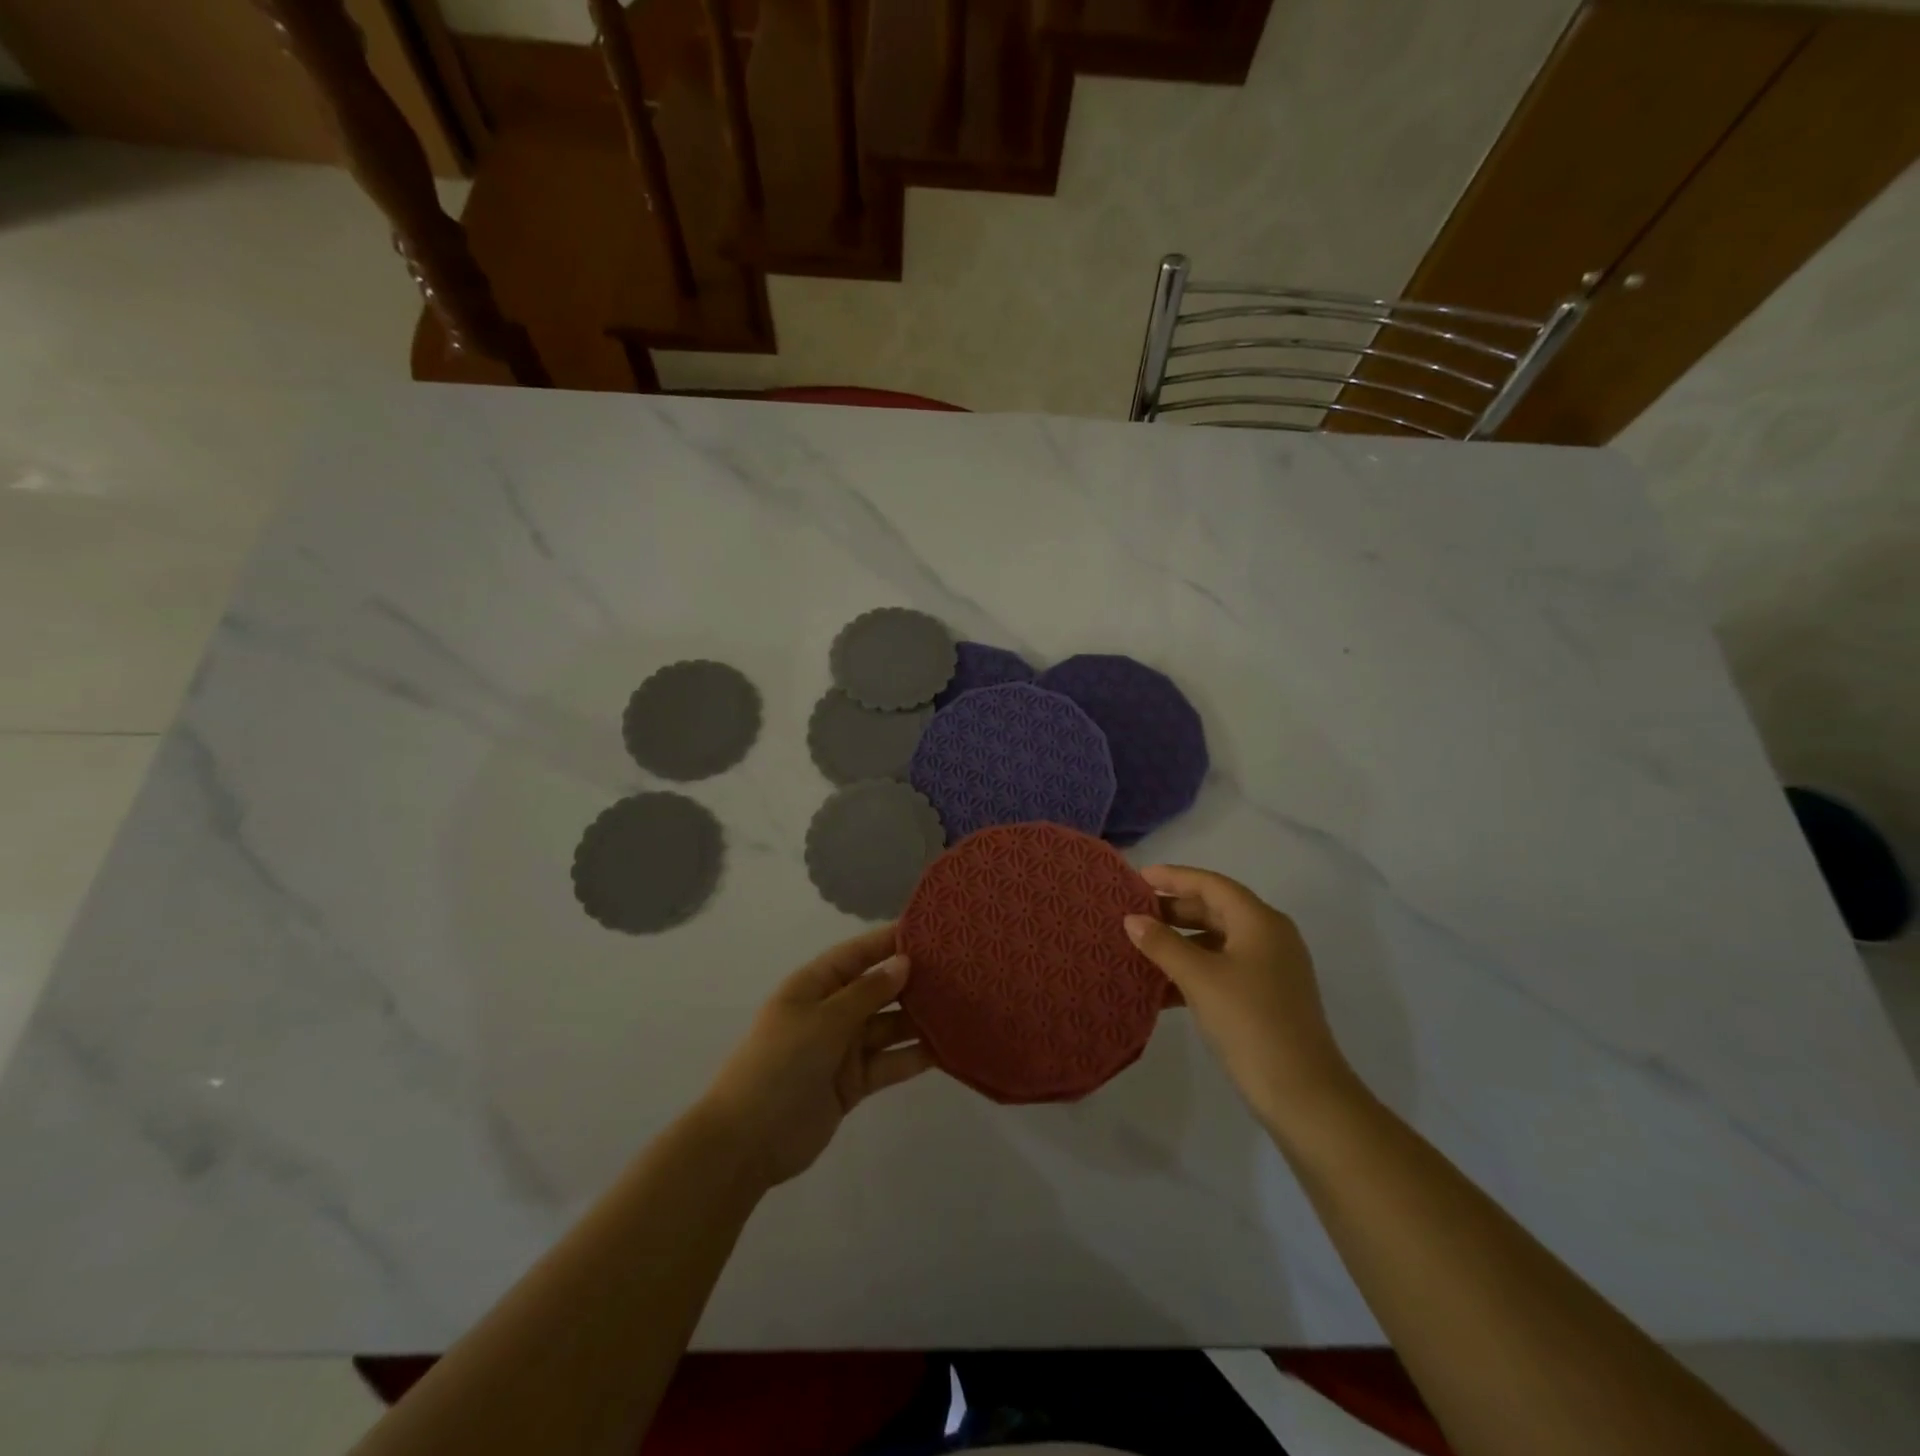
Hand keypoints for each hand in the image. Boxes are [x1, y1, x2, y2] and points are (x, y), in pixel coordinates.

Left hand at [697, 924, 933, 1190]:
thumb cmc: (780, 1064)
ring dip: (919, 1018)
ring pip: (889, 1025)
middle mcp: (832, 1010)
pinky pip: (890, 1061)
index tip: (931, 930)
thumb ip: (867, 992)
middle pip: (878, 988)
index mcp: (815, 985)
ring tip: (962, 1006)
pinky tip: (948, 1048)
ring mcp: (843, 1047)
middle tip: (959, 969)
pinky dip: (914, 1056)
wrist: (747, 1142)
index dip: (890, 941)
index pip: (858, 953)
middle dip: (913, 979)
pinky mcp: (854, 1082)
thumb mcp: (823, 1020)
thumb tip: (903, 962)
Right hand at [1125, 865, 1357, 1132]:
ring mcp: (1271, 968)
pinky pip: (1223, 968)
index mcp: (1260, 921)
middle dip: (1174, 909)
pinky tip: (1162, 986)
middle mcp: (1270, 936)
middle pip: (1216, 909)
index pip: (1211, 884)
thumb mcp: (1199, 978)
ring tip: (1142, 947)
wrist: (1302, 1094)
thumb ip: (1163, 944)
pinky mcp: (1267, 996)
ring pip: (1217, 940)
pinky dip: (1194, 969)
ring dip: (1181, 941)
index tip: (1137, 878)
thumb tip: (1132, 919)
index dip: (1174, 877)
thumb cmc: (1250, 1022)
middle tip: (1134, 913)